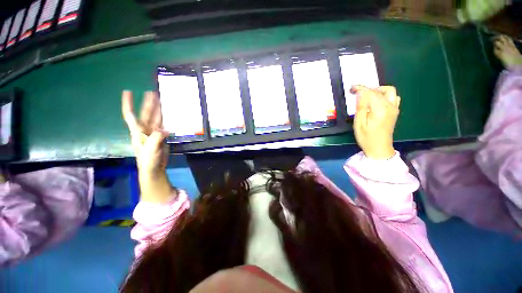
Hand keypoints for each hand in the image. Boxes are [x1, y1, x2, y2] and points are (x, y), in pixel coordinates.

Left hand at [122, 91, 174, 202]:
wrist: (154, 168)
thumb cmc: (148, 160)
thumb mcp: (150, 150)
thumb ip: (156, 138)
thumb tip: (166, 129)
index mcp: (138, 132)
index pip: (131, 115)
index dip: (129, 103)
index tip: (128, 91)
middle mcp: (145, 129)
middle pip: (146, 114)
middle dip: (148, 103)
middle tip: (152, 92)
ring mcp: (154, 133)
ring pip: (156, 118)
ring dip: (158, 109)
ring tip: (162, 100)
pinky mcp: (162, 137)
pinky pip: (164, 125)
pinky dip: (167, 119)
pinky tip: (169, 114)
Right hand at [351, 85, 399, 159]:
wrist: (379, 148)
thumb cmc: (366, 138)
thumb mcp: (359, 124)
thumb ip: (360, 107)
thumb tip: (360, 94)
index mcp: (380, 110)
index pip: (371, 93)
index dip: (361, 88)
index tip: (351, 88)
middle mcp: (390, 106)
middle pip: (379, 91)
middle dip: (366, 88)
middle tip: (355, 92)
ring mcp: (394, 108)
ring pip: (388, 91)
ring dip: (377, 90)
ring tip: (365, 95)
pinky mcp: (395, 111)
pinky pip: (393, 97)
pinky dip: (384, 94)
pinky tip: (376, 100)